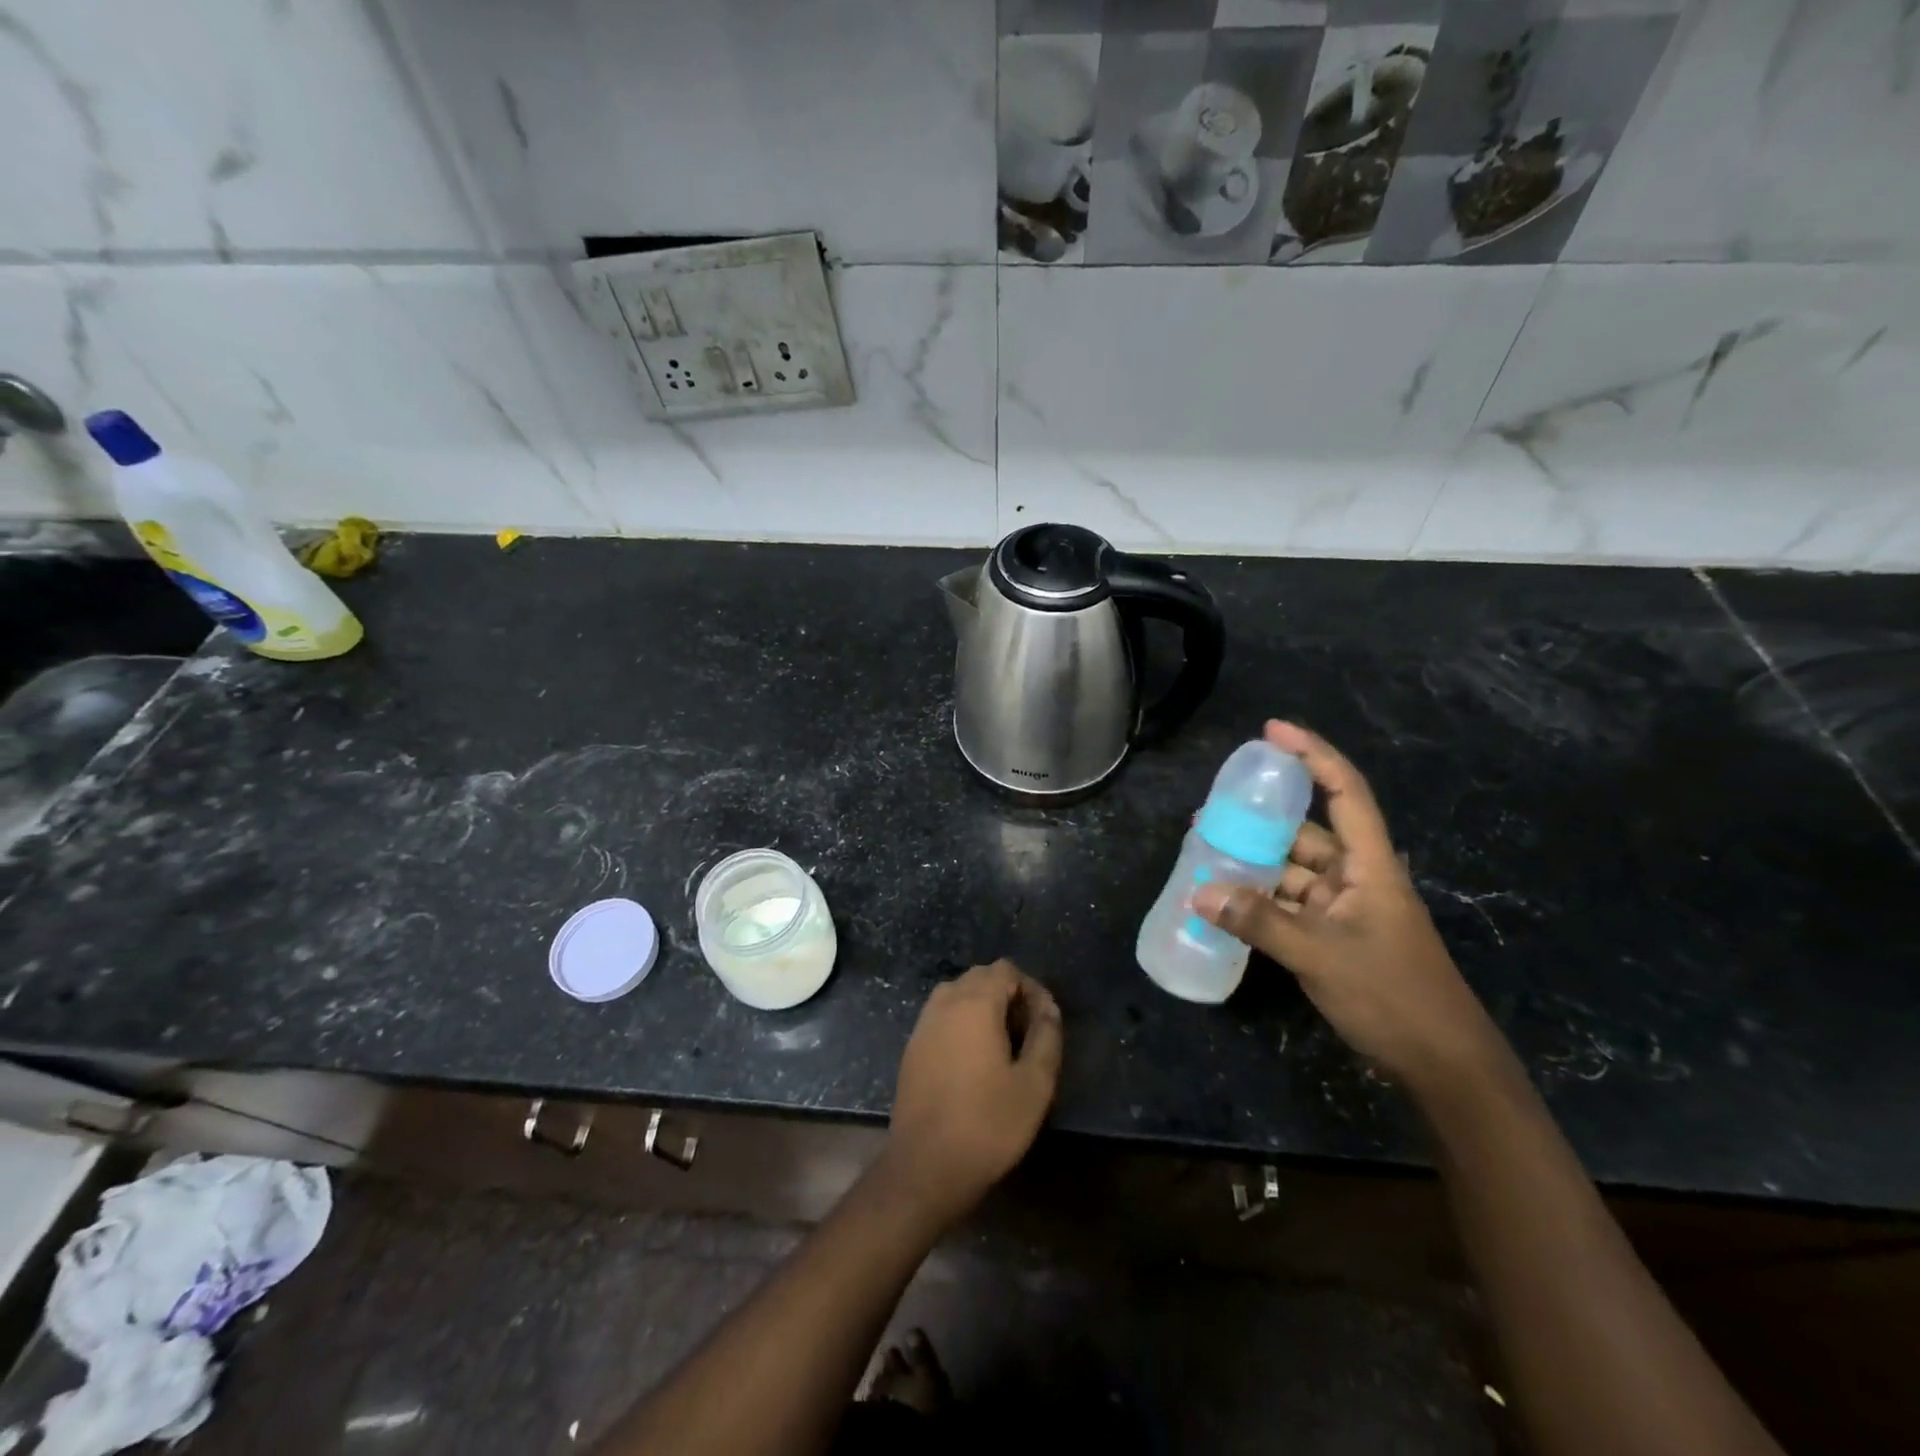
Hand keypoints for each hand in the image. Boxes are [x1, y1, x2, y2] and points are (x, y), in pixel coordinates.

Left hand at [881, 960, 1062, 1227]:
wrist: (925, 1167)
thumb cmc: (988, 1124)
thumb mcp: (1034, 1084)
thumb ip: (1046, 1036)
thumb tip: (1049, 1008)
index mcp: (975, 1003)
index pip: (1005, 970)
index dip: (1030, 987)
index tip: (1045, 1021)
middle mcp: (944, 1003)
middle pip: (980, 977)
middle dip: (1007, 994)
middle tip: (1027, 1033)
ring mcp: (923, 1024)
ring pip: (957, 994)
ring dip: (983, 1007)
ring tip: (1003, 1045)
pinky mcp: (912, 1047)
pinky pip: (941, 1016)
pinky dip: (961, 1022)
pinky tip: (974, 1060)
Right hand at [1192, 721, 1494, 1087]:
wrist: (1441, 1065)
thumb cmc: (1393, 996)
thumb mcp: (1321, 954)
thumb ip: (1259, 921)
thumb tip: (1199, 891)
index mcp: (1370, 865)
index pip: (1344, 791)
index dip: (1312, 755)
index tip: (1271, 731)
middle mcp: (1356, 878)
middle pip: (1306, 833)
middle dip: (1260, 821)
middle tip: (1209, 815)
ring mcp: (1344, 909)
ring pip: (1292, 871)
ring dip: (1254, 864)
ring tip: (1205, 856)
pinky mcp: (1333, 937)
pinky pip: (1288, 905)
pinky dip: (1259, 901)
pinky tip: (1224, 902)